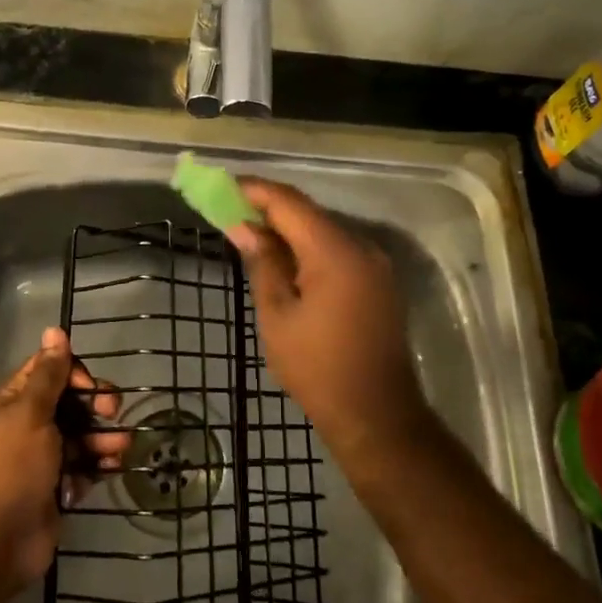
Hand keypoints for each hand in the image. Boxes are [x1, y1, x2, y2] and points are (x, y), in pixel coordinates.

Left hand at [0, 328, 128, 587]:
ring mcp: (45, 457)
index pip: (52, 370)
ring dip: (104, 438)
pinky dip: (99, 465)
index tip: (90, 388)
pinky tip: (111, 469)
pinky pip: (85, 465)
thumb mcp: (31, 414)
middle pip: (73, 401)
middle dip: (96, 405)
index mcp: (16, 401)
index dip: (76, 373)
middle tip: (114, 412)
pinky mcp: (59, 485)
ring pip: (83, 434)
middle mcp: (31, 423)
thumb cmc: (13, 467)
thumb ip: (49, 374)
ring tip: (120, 449)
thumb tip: (55, 329)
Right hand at [227, 180, 429, 459]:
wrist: (377, 415)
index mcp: (335, 252)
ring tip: (251, 235)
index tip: (223, 187)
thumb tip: (243, 227)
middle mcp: (361, 246)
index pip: (289, 203)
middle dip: (269, 209)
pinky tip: (285, 260)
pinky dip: (309, 247)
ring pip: (324, 230)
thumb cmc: (317, 368)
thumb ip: (263, 263)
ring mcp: (375, 263)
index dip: (255, 191)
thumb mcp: (277, 316)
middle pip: (309, 213)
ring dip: (289, 229)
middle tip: (231, 212)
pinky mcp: (378, 281)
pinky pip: (338, 249)